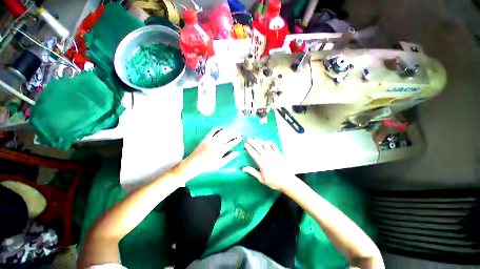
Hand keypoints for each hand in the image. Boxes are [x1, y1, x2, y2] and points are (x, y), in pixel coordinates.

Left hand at [183, 128, 241, 178]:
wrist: (194, 164)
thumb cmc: (208, 166)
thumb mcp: (220, 164)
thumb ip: (229, 158)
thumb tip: (237, 153)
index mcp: (221, 150)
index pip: (231, 143)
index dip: (237, 140)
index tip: (241, 137)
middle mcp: (217, 143)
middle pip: (228, 136)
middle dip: (235, 133)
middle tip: (239, 132)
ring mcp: (211, 140)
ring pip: (222, 132)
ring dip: (228, 130)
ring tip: (233, 128)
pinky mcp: (206, 138)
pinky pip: (212, 131)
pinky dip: (217, 128)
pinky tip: (221, 128)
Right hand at [243, 139, 292, 191]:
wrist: (286, 181)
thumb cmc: (273, 181)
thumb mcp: (261, 178)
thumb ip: (252, 172)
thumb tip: (243, 168)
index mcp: (261, 161)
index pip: (252, 152)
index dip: (248, 147)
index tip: (245, 144)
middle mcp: (266, 155)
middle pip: (257, 146)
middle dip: (252, 142)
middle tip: (248, 139)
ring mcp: (273, 153)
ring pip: (265, 144)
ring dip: (259, 140)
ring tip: (255, 139)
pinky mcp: (278, 153)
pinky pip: (273, 145)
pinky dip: (269, 142)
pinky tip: (267, 142)